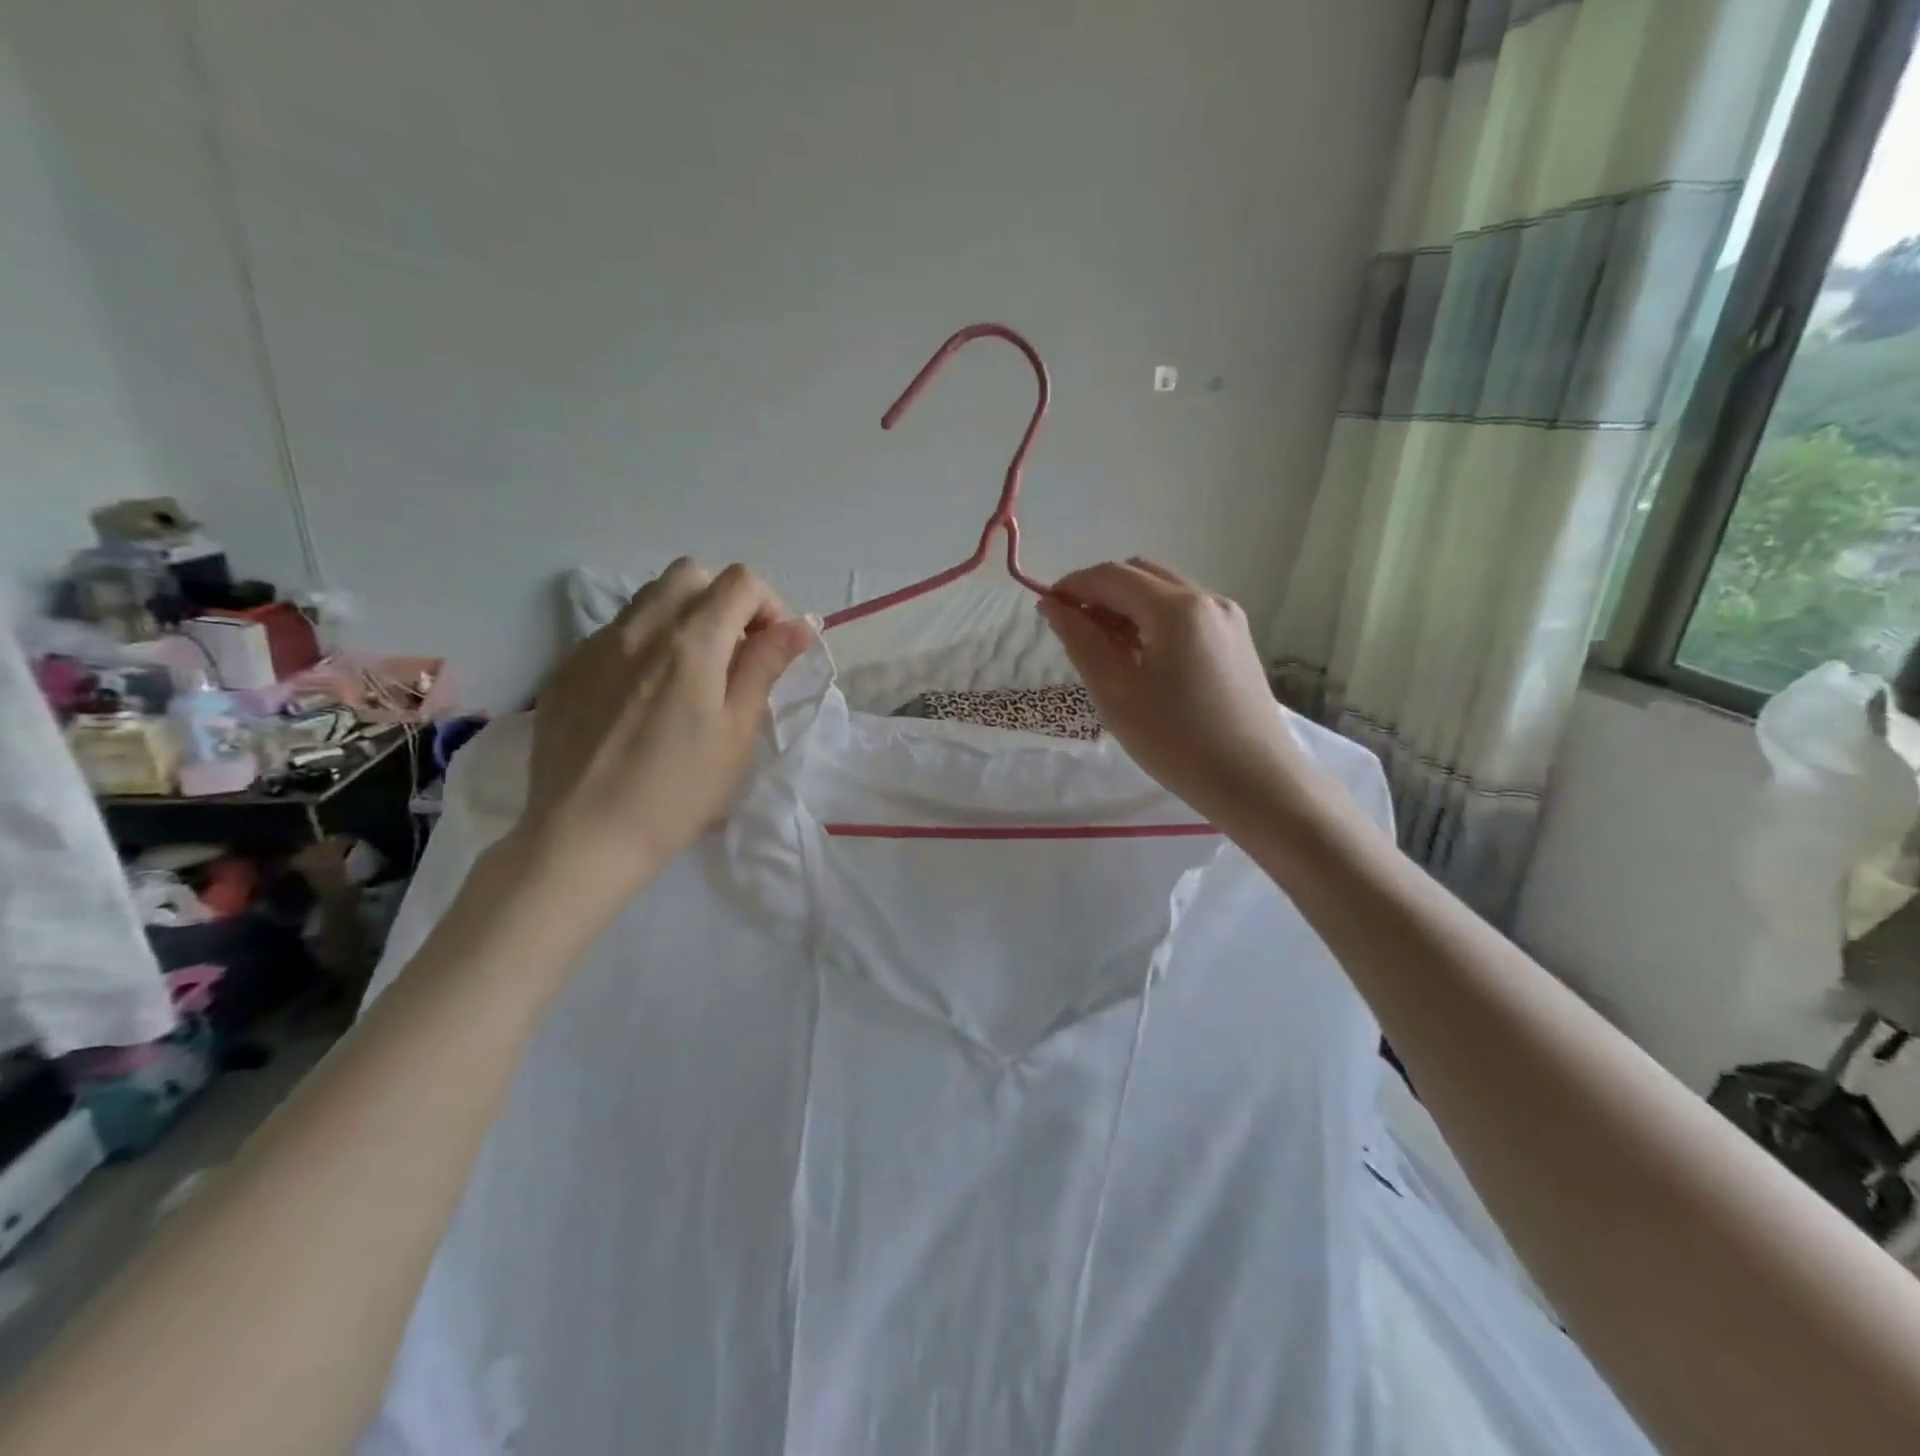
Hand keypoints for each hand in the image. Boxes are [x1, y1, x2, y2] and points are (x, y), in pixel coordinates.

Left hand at [517, 558, 812, 897]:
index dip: (769, 607)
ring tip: (690, 675)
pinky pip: (616, 631)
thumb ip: (764, 666)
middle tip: (734, 655)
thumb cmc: (679, 791)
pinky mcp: (568, 669)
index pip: (740, 583)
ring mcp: (595, 645)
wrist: (585, 836)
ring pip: (649, 598)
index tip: (772, 651)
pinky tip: (643, 699)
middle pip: (690, 574)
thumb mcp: (737, 731)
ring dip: (683, 618)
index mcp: (691, 642)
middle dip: (723, 601)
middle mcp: (639, 628)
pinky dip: (644, 644)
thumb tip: (800, 625)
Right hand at [1039, 559, 1316, 826]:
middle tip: (1074, 631)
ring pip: (1164, 592)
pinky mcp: (1236, 641)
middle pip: (1140, 574)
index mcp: (1177, 608)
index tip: (1045, 610)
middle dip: (1100, 593)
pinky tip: (1140, 660)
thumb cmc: (1177, 742)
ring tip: (1104, 650)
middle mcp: (1207, 599)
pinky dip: (1152, 622)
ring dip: (1126, 607)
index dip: (1072, 586)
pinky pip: (1184, 615)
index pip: (1112, 576)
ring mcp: (1228, 619)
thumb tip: (1054, 607)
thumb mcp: (1115, 693)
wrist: (1256, 784)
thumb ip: (1081, 642)